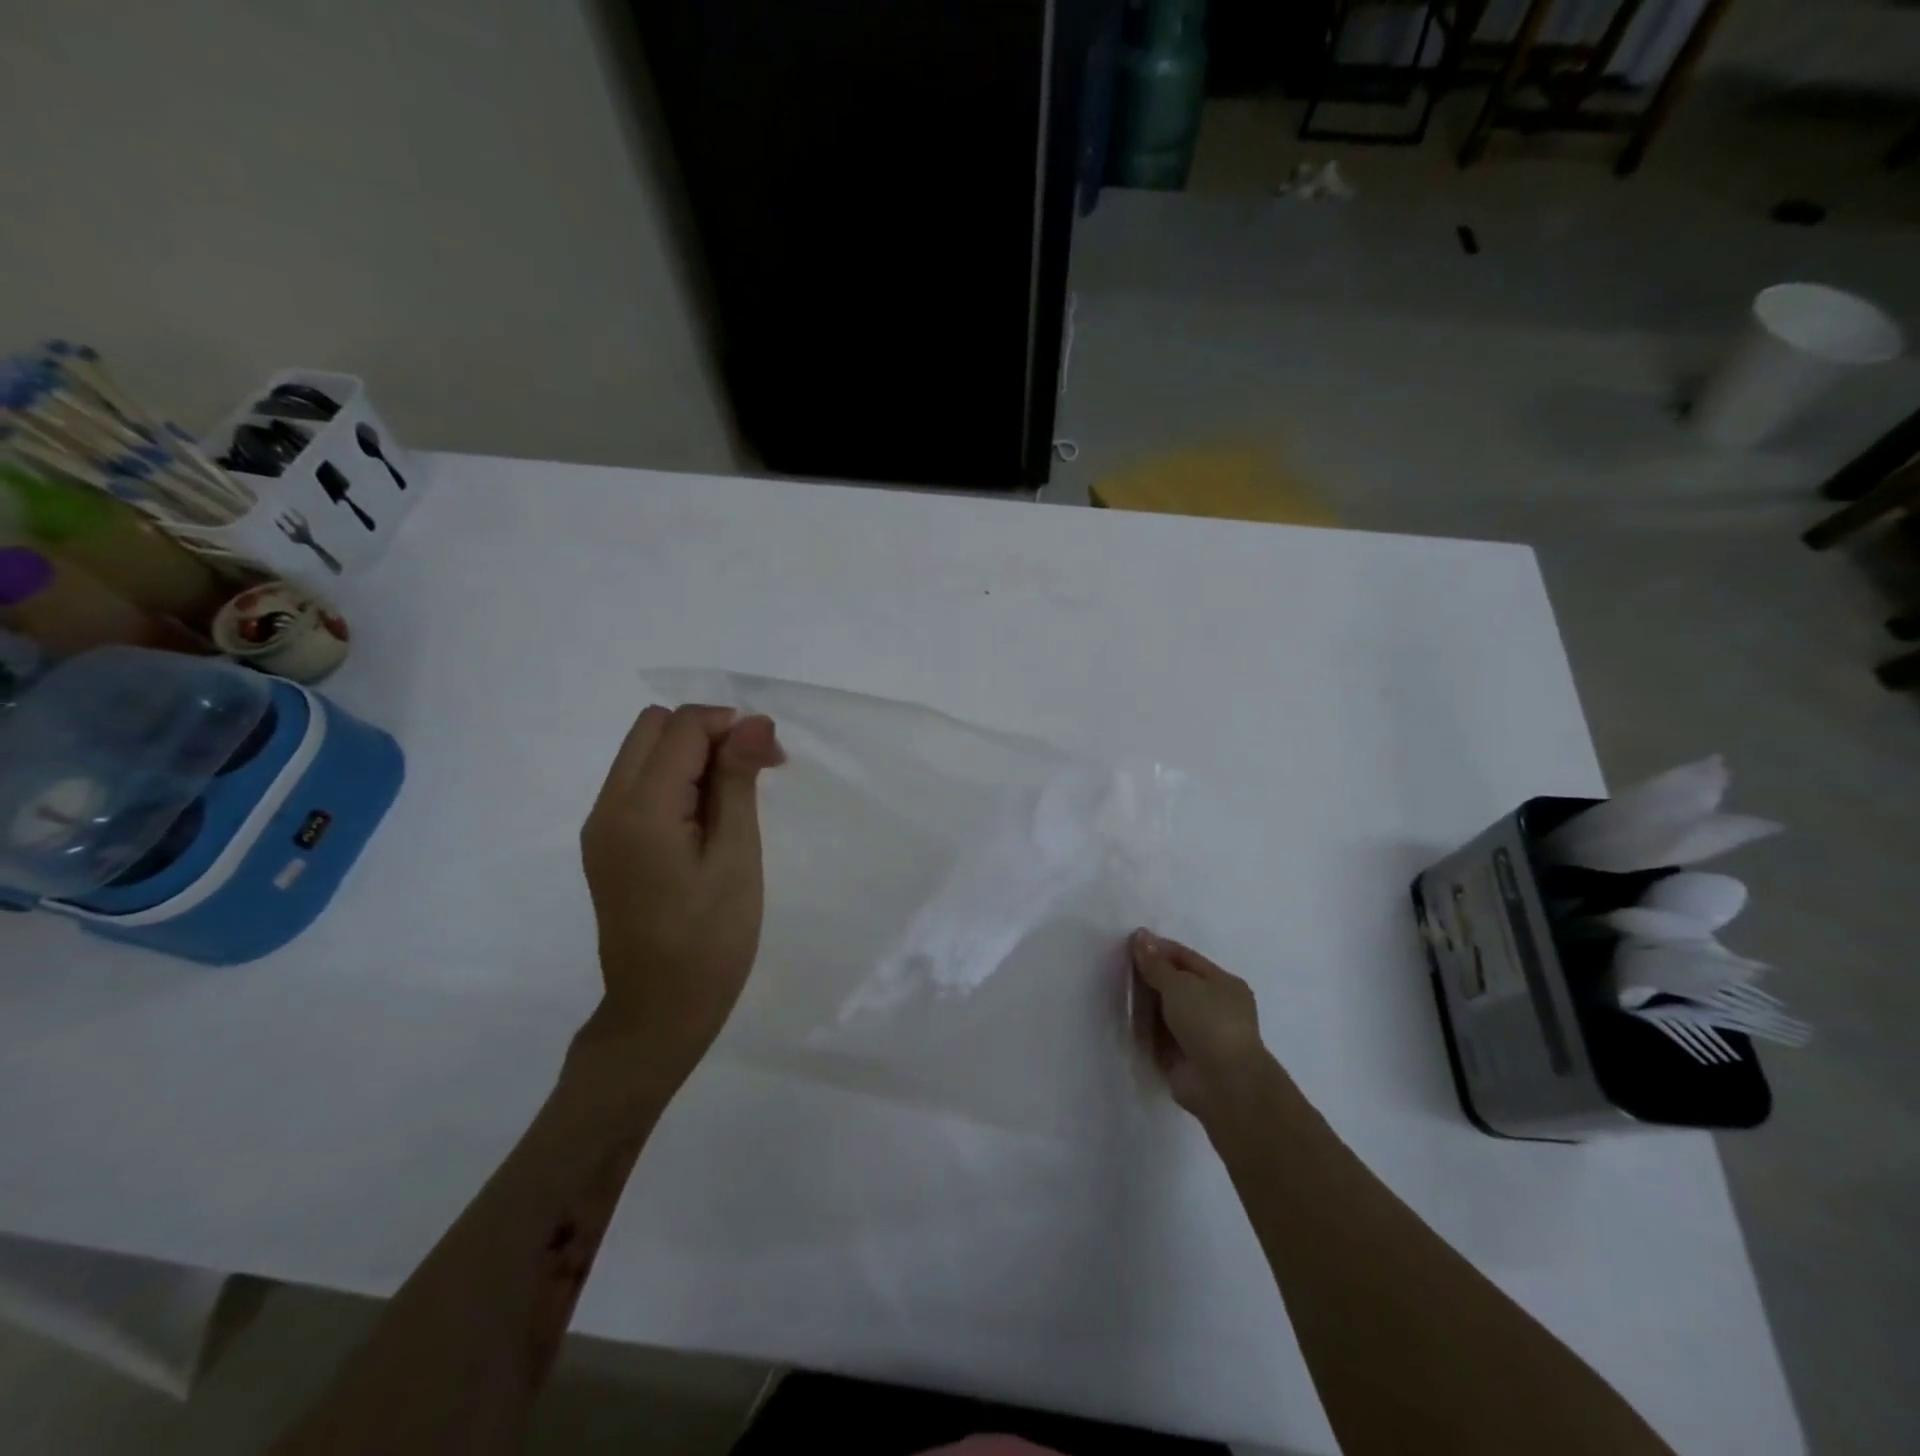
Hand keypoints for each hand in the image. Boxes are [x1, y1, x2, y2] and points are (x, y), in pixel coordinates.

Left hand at [577, 704, 784, 1092]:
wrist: (659, 1011)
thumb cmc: (711, 939)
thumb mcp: (737, 856)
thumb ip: (738, 781)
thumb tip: (754, 720)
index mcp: (640, 809)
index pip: (682, 727)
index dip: (730, 727)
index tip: (771, 759)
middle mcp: (608, 806)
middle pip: (653, 727)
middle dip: (708, 734)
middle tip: (752, 773)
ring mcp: (601, 826)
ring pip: (643, 752)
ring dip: (692, 756)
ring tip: (734, 800)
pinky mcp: (606, 844)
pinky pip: (638, 784)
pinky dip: (675, 781)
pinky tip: (705, 819)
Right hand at [1131, 929, 1272, 1121]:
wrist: (1223, 1083)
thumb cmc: (1208, 1022)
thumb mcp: (1179, 984)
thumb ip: (1156, 963)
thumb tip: (1140, 935)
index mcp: (1224, 984)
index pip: (1186, 958)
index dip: (1159, 949)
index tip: (1130, 943)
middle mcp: (1214, 1008)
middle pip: (1175, 984)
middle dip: (1150, 976)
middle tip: (1119, 967)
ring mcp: (1200, 1035)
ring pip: (1166, 1011)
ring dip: (1145, 1003)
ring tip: (1117, 991)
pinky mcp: (1184, 1058)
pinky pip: (1160, 1036)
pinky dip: (1145, 1029)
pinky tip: (1125, 1019)